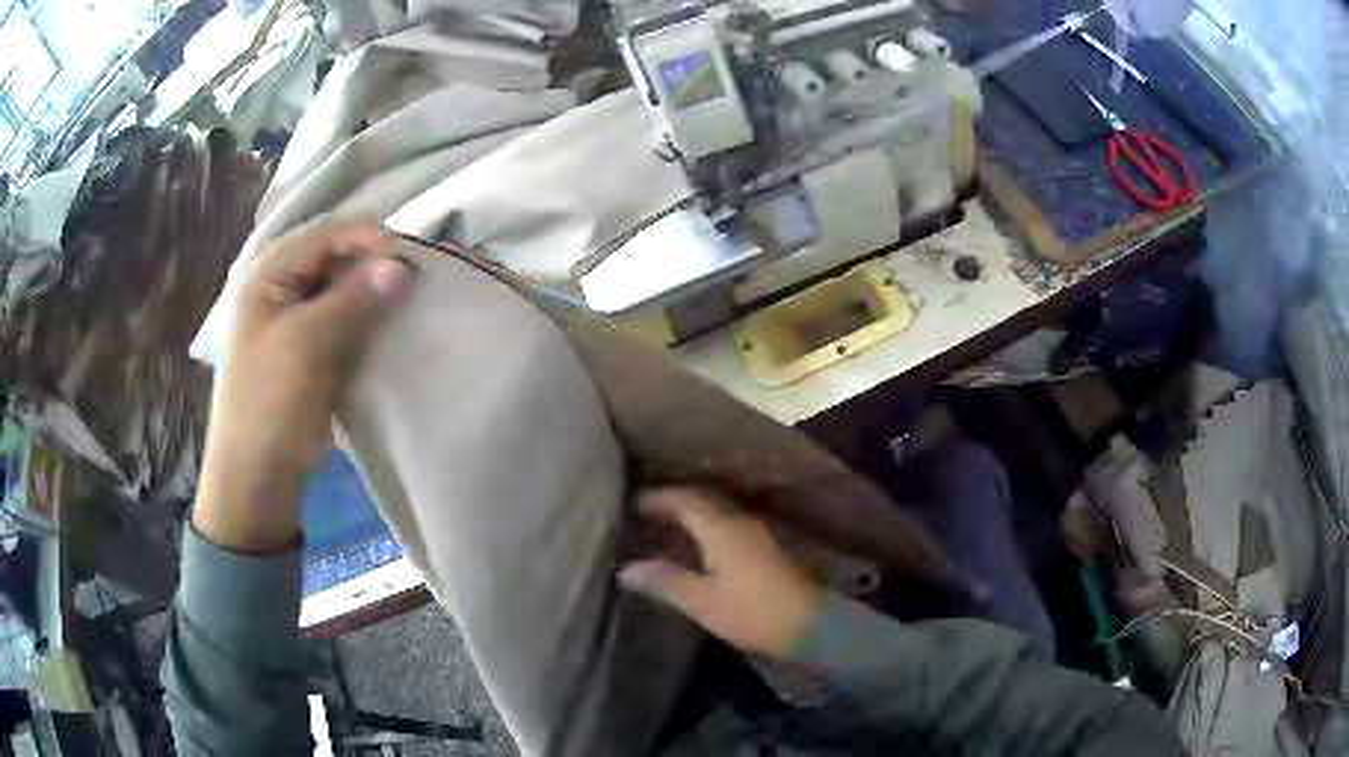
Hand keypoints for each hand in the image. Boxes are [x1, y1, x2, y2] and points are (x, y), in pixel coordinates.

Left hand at [194, 221, 411, 553]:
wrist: (257, 477)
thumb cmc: (269, 404)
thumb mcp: (305, 345)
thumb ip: (352, 300)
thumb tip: (403, 264)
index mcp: (269, 272)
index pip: (328, 234)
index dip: (370, 240)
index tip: (411, 263)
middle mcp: (281, 284)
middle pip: (337, 255)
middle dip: (375, 264)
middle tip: (413, 283)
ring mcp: (296, 316)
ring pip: (344, 287)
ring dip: (374, 292)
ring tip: (407, 303)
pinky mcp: (311, 346)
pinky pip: (345, 317)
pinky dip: (368, 318)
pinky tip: (389, 327)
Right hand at [619, 488, 823, 656]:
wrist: (810, 625)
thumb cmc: (753, 612)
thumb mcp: (702, 601)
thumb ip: (665, 581)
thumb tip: (626, 569)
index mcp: (721, 528)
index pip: (684, 499)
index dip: (657, 498)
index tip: (631, 504)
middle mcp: (740, 521)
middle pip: (701, 501)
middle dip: (671, 504)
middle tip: (642, 516)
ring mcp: (756, 534)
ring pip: (716, 513)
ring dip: (690, 516)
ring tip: (663, 531)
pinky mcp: (766, 549)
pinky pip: (727, 526)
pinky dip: (705, 529)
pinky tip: (696, 549)